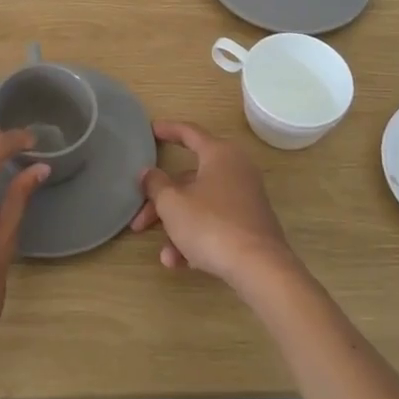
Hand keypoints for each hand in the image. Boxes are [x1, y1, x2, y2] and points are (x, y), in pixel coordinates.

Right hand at [129, 120, 296, 290]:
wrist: (259, 268)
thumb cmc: (211, 224)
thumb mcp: (173, 204)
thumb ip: (156, 184)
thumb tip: (148, 172)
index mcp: (219, 154)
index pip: (189, 133)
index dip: (168, 130)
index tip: (150, 131)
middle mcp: (235, 170)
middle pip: (189, 179)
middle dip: (162, 202)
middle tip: (139, 220)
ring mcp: (245, 198)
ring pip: (200, 205)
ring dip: (177, 227)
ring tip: (164, 254)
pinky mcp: (250, 225)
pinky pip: (215, 224)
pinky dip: (196, 238)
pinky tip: (179, 262)